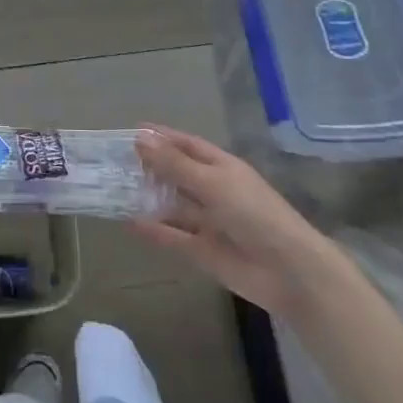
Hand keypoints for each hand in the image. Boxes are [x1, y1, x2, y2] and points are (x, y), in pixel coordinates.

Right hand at [132, 125, 337, 315]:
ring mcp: (208, 222)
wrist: (288, 271)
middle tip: (114, 162)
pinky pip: (173, 237)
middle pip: (177, 174)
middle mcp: (213, 191)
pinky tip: (130, 222)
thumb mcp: (212, 182)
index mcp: (221, 167)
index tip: (132, 132)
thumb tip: (140, 139)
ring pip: (172, 206)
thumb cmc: (254, 213)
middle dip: (150, 167)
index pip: (187, 145)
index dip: (162, 137)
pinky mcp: (203, 251)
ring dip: (149, 198)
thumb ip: (175, 164)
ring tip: (115, 190)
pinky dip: (154, 230)